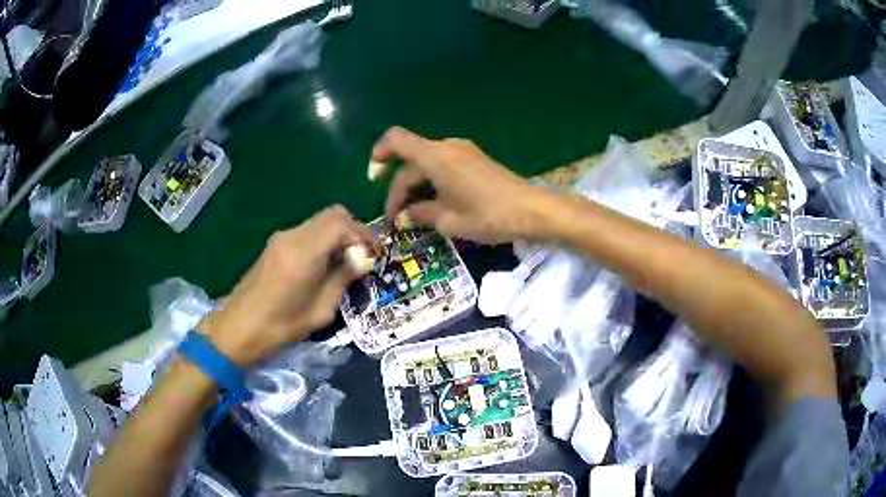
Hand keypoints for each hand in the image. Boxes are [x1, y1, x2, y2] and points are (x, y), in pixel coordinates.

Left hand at [200, 205, 377, 364]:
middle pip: (332, 214)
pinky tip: (325, 265)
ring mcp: (281, 238)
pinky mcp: (274, 245)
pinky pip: (307, 232)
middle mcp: (292, 236)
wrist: (238, 329)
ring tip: (347, 263)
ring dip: (338, 235)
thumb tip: (362, 259)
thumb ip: (343, 278)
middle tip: (364, 256)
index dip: (363, 234)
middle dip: (354, 230)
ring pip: (319, 221)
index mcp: (304, 252)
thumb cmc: (280, 327)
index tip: (374, 255)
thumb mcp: (320, 309)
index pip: (341, 223)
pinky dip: (323, 240)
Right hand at [372, 127, 552, 243]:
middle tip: (397, 219)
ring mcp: (463, 151)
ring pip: (427, 163)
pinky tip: (435, 203)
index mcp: (435, 157)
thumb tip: (402, 218)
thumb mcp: (449, 221)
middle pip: (411, 160)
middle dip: (399, 188)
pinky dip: (432, 181)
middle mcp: (447, 147)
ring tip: (414, 215)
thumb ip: (420, 215)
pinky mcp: (474, 159)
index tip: (374, 178)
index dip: (380, 153)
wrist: (532, 210)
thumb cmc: (488, 215)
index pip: (397, 140)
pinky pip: (443, 165)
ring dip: (416, 186)